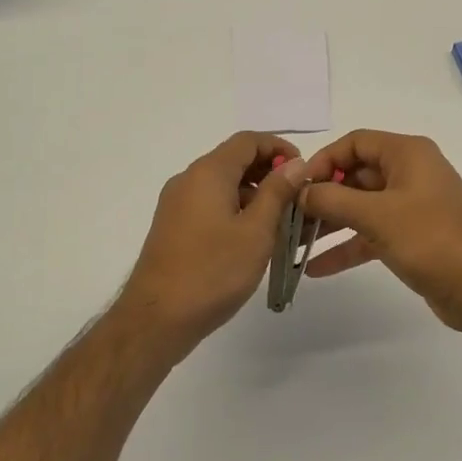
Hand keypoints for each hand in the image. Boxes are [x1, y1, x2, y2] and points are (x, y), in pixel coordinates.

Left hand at [115, 132, 308, 358]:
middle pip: (234, 160)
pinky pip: (211, 205)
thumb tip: (295, 163)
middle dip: (269, 173)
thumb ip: (277, 192)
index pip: (248, 140)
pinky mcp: (174, 227)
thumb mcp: (257, 231)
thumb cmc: (213, 271)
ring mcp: (177, 204)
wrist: (157, 319)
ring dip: (255, 195)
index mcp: (208, 172)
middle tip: (299, 199)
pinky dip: (236, 211)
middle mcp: (189, 180)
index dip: (280, 148)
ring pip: (223, 185)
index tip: (304, 171)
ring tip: (283, 223)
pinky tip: (254, 239)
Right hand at [297, 129, 461, 331]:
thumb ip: (333, 199)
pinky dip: (347, 246)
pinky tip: (316, 268)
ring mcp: (412, 205)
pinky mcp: (412, 236)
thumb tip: (300, 191)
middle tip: (290, 217)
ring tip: (295, 242)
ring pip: (361, 206)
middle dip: (323, 195)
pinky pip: (371, 233)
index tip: (297, 186)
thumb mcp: (377, 216)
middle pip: (356, 175)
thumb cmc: (431, 240)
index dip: (324, 160)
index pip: (356, 142)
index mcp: (408, 154)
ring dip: (330, 223)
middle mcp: (410, 173)